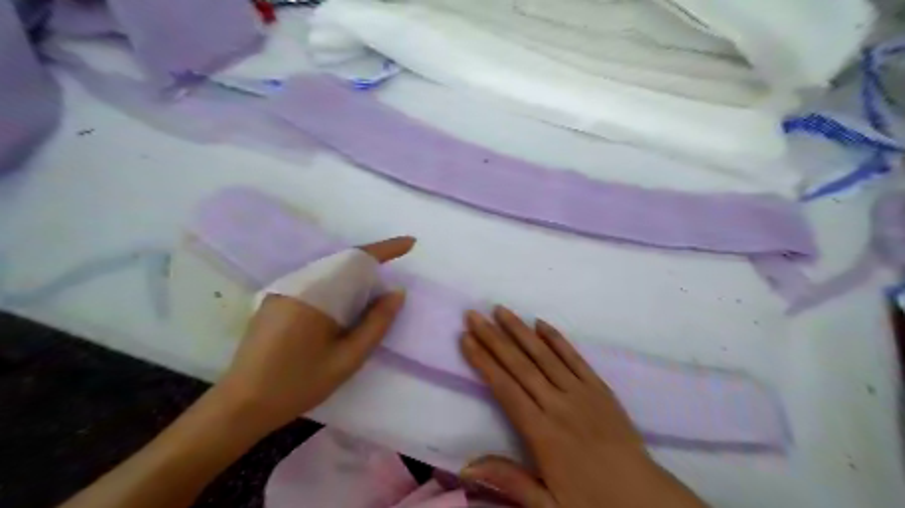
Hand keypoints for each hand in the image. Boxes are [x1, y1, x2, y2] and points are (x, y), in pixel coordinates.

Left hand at [214, 237, 415, 434]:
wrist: (241, 405)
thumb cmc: (298, 385)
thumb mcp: (347, 359)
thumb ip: (376, 323)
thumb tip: (397, 292)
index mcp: (313, 294)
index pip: (356, 259)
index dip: (387, 249)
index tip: (411, 242)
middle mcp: (296, 284)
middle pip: (342, 261)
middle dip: (372, 263)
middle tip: (394, 277)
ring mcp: (282, 291)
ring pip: (328, 271)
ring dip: (355, 275)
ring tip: (375, 292)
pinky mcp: (276, 300)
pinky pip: (315, 282)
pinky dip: (338, 285)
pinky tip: (346, 304)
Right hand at [461, 308, 706, 504]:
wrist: (644, 499)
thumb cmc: (591, 502)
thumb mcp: (548, 506)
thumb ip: (509, 481)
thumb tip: (466, 464)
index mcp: (542, 433)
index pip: (505, 389)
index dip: (483, 362)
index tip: (466, 339)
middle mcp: (558, 405)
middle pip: (520, 365)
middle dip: (493, 338)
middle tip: (474, 315)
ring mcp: (581, 393)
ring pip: (544, 355)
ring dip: (520, 330)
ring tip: (500, 310)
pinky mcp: (600, 388)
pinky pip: (575, 358)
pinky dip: (557, 339)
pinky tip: (541, 323)